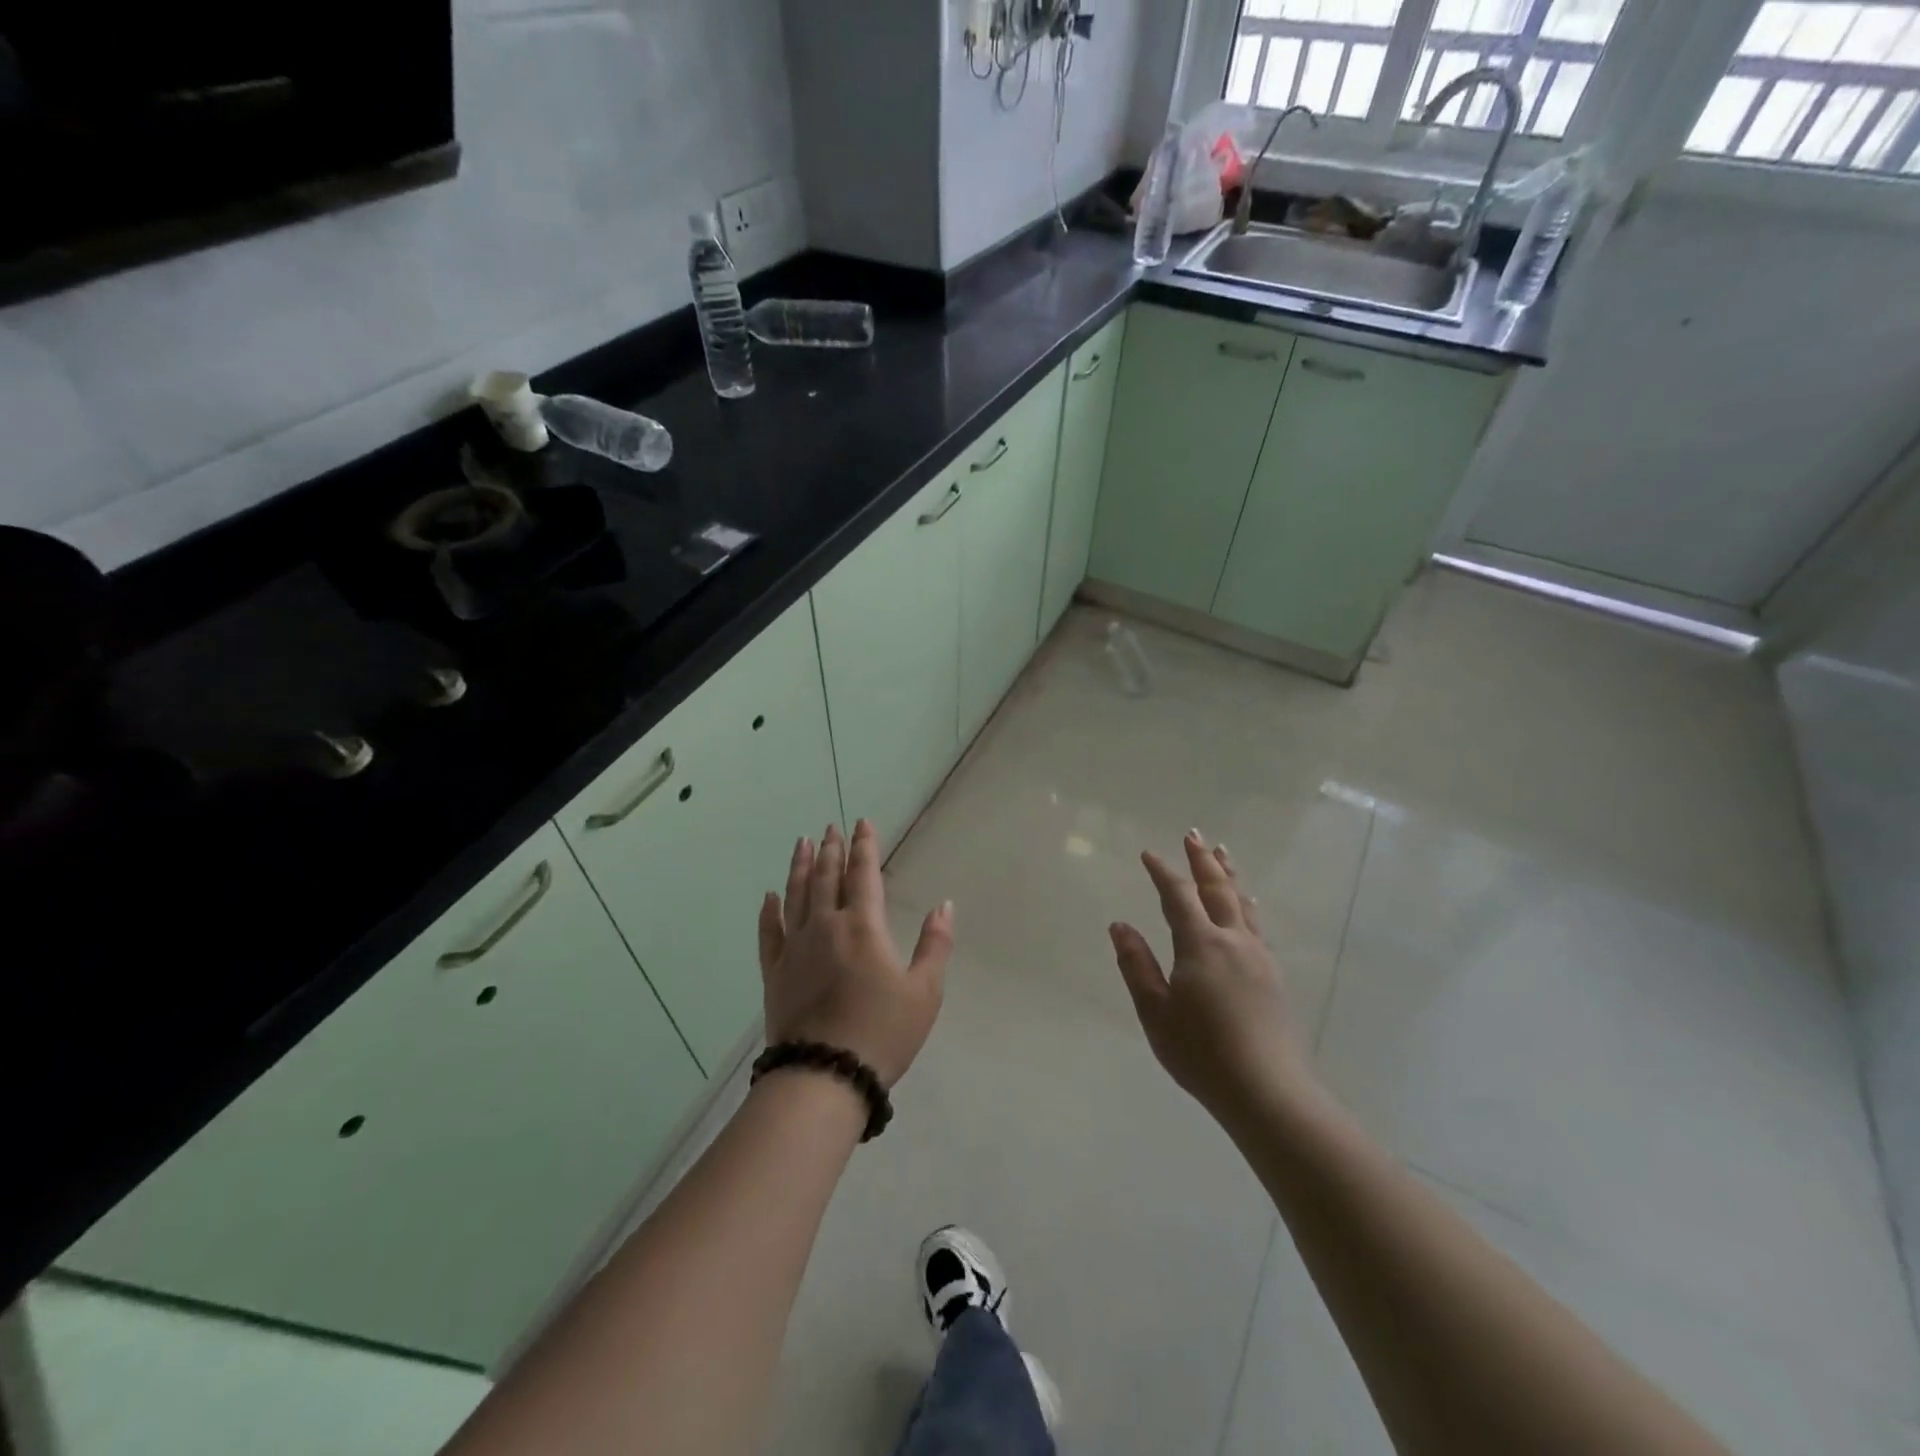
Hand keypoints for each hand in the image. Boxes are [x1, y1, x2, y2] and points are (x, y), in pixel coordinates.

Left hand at [758, 820, 953, 1087]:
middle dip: (831, 849)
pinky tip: (769, 896)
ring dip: (799, 867)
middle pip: (826, 877)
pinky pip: (768, 932)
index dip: (864, 846)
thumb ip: (935, 944)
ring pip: (796, 895)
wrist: (824, 1075)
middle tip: (831, 827)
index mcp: (863, 926)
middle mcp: (826, 926)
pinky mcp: (774, 972)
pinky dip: (768, 911)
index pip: (863, 874)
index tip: (861, 823)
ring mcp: (795, 948)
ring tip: (802, 843)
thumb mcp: (924, 992)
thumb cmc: (882, 1032)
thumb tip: (944, 905)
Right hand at [1110, 829, 1312, 1122]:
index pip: (1178, 896)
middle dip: (1203, 861)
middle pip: (1217, 889)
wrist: (1267, 1091)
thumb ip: (1136, 965)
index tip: (1149, 853)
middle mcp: (1234, 941)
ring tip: (1222, 854)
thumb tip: (1120, 925)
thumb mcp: (1155, 1011)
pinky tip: (1248, 907)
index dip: (1163, 872)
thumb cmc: (1201, 1053)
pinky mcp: (1273, 976)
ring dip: (1229, 876)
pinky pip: (1256, 925)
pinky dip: (1246, 904)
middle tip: (1193, 835)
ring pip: (1242, 904)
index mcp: (1201, 945)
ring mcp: (1258, 957)